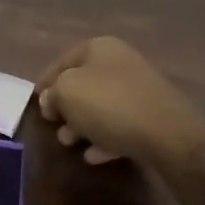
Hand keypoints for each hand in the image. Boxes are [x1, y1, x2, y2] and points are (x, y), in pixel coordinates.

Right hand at [37, 37, 204, 165]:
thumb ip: (53, 94)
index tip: (35, 99)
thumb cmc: (109, 104)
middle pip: (84, 83)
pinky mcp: (152, 118)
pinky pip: (120, 126)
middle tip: (53, 124)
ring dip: (82, 124)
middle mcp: (121, 63)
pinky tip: (93, 156)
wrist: (168, 134)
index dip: (46, 79)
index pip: (64, 60)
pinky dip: (104, 138)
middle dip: (65, 105)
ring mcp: (139, 91)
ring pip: (101, 106)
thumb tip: (50, 100)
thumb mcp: (67, 92)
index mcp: (100, 48)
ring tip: (68, 143)